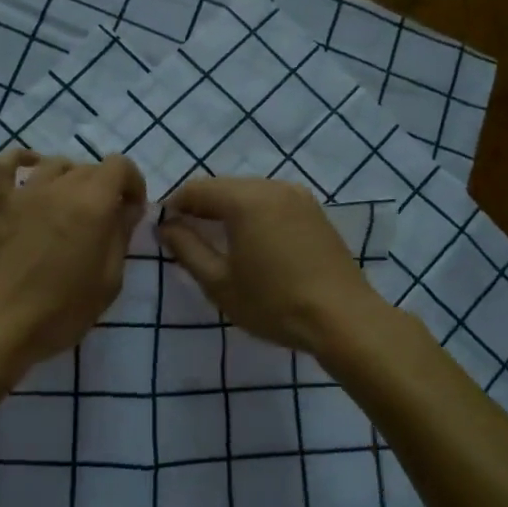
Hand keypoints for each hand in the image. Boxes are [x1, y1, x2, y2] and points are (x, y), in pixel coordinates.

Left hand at [0, 149, 146, 381]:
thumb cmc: (60, 312)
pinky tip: (30, 170)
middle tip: (105, 221)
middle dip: (105, 187)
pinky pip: (4, 165)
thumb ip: (121, 238)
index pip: (120, 166)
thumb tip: (127, 210)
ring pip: (55, 164)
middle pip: (89, 167)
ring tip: (72, 206)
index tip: (132, 211)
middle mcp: (59, 188)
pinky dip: (20, 160)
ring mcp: (24, 193)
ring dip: (71, 178)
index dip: (132, 184)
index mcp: (92, 205)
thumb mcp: (108, 282)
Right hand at [157, 178, 383, 354]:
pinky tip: (253, 243)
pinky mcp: (315, 212)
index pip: (197, 189)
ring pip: (249, 192)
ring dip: (228, 210)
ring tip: (219, 243)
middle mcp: (272, 187)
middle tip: (188, 239)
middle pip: (224, 187)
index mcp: (246, 199)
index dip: (174, 206)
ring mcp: (299, 197)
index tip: (164, 231)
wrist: (343, 319)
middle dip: (201, 207)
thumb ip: (187, 249)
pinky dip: (254, 214)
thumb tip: (167, 227)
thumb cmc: (274, 304)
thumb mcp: (219, 283)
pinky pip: (273, 202)